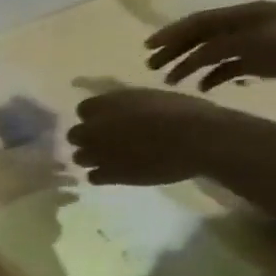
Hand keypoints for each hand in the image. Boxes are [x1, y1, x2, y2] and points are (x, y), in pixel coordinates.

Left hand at [67, 88, 234, 185]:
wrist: (200, 140)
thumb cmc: (186, 113)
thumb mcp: (153, 98)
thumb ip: (127, 105)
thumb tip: (119, 112)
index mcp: (107, 105)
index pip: (84, 109)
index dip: (95, 116)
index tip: (108, 120)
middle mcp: (95, 129)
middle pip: (75, 135)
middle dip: (88, 138)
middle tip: (108, 141)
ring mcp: (98, 153)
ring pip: (79, 157)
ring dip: (93, 158)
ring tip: (114, 158)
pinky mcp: (108, 174)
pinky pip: (92, 177)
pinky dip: (102, 175)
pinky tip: (118, 172)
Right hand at [146, 1, 275, 90]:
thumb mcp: (256, 40)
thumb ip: (219, 48)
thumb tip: (188, 59)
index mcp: (240, 16)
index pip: (195, 23)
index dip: (169, 34)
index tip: (146, 47)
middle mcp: (241, 27)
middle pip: (198, 38)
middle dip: (173, 51)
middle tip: (150, 67)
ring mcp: (251, 44)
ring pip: (209, 54)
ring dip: (188, 66)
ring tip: (170, 81)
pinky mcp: (261, 61)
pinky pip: (227, 68)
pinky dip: (211, 77)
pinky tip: (201, 88)